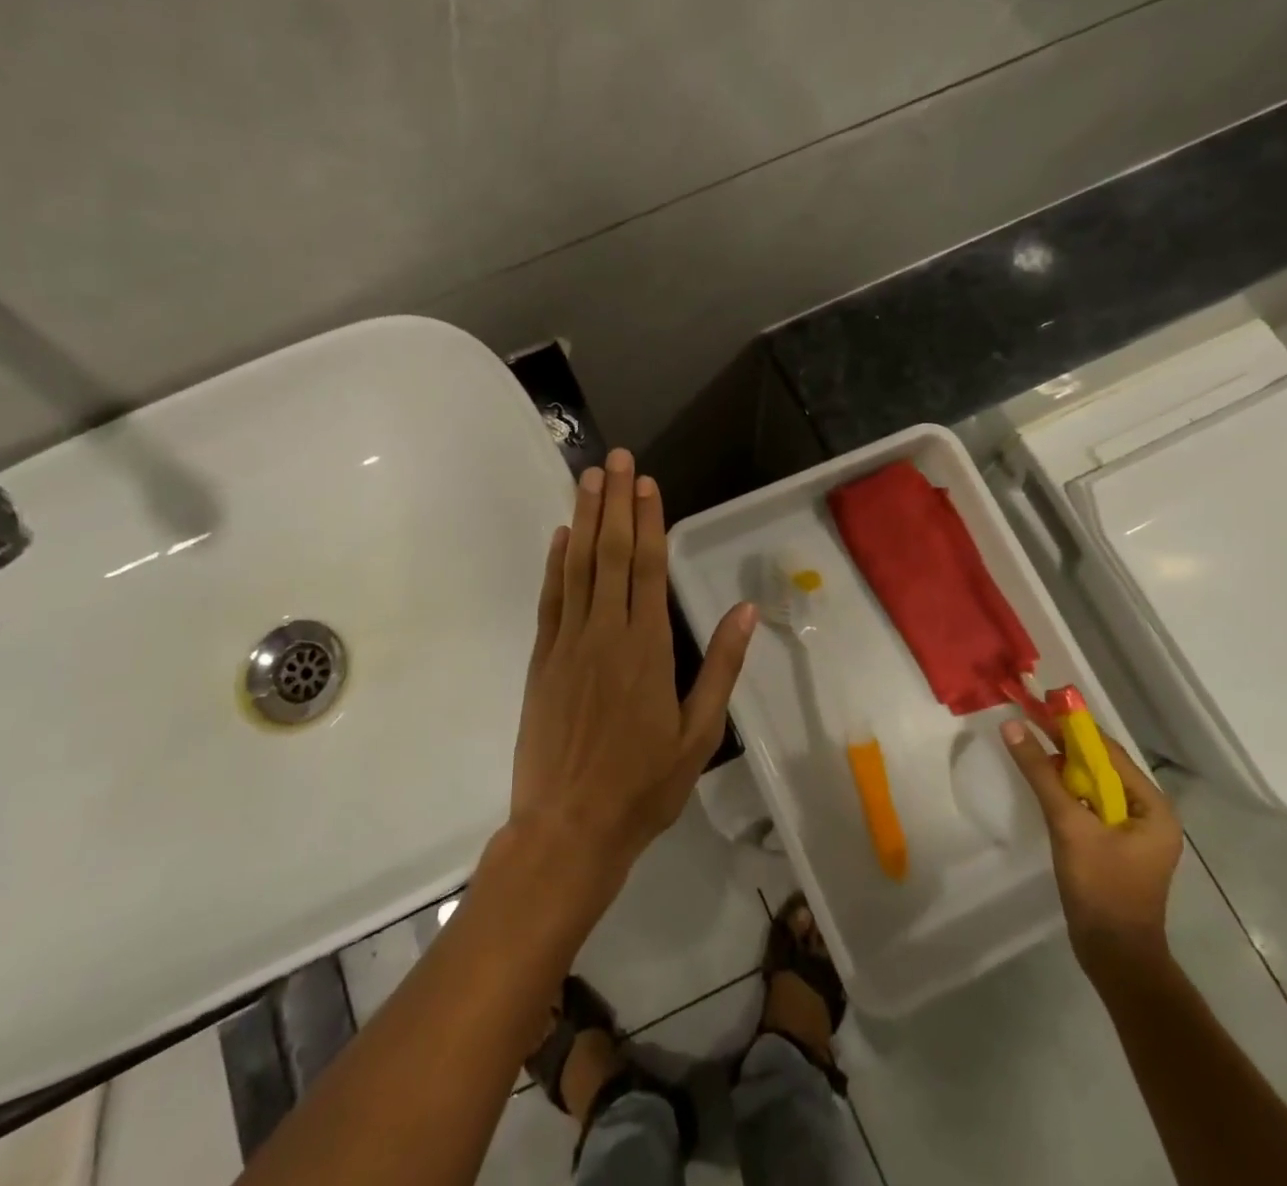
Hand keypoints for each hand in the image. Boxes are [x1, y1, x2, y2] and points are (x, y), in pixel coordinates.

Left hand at [510, 449, 757, 887]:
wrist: (568, 827)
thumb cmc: (642, 785)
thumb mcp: (698, 733)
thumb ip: (721, 667)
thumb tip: (745, 611)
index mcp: (648, 648)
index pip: (649, 568)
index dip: (649, 520)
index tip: (647, 483)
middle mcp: (606, 632)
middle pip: (612, 553)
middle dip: (616, 502)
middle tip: (616, 458)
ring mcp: (568, 643)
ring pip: (578, 566)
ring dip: (585, 518)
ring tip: (588, 478)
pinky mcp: (542, 659)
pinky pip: (551, 599)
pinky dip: (555, 563)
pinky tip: (561, 535)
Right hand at [1001, 718, 1182, 984]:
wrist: (1115, 955)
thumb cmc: (1101, 887)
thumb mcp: (1068, 824)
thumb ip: (1040, 773)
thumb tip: (1012, 725)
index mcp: (1153, 807)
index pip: (1109, 752)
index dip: (1073, 727)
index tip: (1039, 704)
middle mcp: (1148, 814)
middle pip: (1101, 766)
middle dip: (1064, 744)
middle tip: (1027, 720)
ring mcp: (1132, 832)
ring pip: (1092, 785)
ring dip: (1062, 766)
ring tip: (1028, 744)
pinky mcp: (1114, 846)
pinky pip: (1088, 804)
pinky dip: (1065, 790)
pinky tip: (1041, 782)